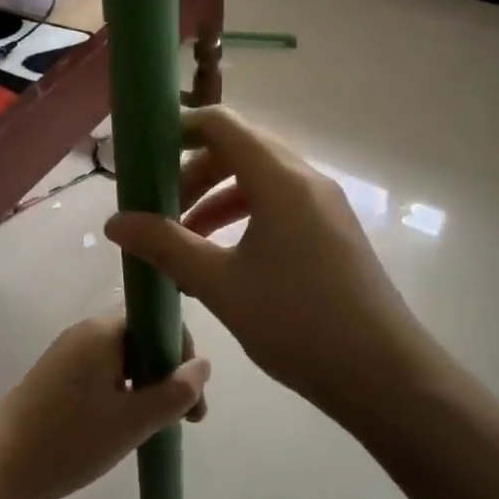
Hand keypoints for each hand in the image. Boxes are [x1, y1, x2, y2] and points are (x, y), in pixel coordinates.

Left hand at [0, 313, 208, 498]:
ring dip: (147, 383)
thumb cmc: (69, 441)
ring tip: (157, 425)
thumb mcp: (132, 422)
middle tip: (184, 417)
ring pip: (123, 356)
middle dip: (168, 371)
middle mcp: (85, 331)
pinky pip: (103, 369)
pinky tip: (125, 423)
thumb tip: (204, 365)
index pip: (157, 318)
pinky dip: (123, 389)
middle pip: (142, 336)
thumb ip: (174, 393)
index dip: (182, 351)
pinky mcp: (56, 374)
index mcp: (103, 331)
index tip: (194, 395)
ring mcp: (68, 352)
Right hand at [104, 107, 434, 418]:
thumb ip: (166, 245)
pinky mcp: (334, 230)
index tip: (145, 156)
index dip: (180, 130)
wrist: (383, 374)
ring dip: (218, 198)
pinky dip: (245, 217)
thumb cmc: (297, 322)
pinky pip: (281, 205)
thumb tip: (115, 221)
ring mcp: (325, 204)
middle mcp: (306, 179)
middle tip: (161, 208)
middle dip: (194, 172)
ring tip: (185, 239)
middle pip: (240, 149)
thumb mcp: (220, 284)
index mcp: (280, 179)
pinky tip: (223, 260)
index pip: (223, 124)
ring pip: (260, 180)